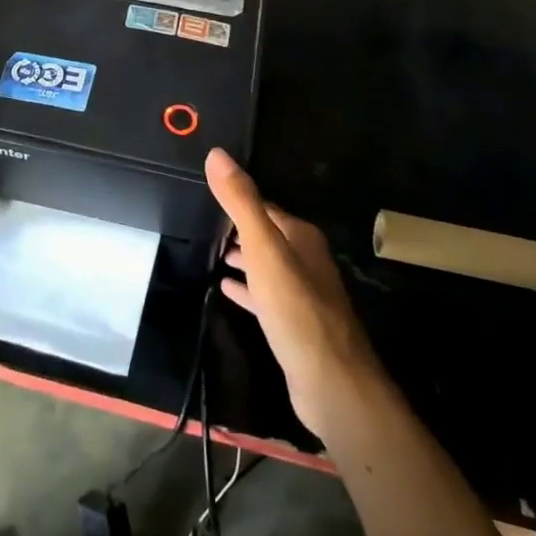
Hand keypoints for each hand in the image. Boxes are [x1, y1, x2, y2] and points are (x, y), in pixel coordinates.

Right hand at [206, 148, 382, 440]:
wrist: (330, 381)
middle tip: (204, 223)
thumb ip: (241, 201)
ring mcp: (303, 293)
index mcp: (301, 236)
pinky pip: (265, 296)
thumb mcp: (263, 248)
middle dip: (240, 228)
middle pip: (267, 235)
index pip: (265, 207)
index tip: (209, 193)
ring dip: (243, 257)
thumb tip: (217, 153)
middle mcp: (306, 259)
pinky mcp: (295, 324)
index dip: (238, 200)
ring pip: (267, 265)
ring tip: (211, 253)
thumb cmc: (295, 307)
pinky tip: (226, 290)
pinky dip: (247, 288)